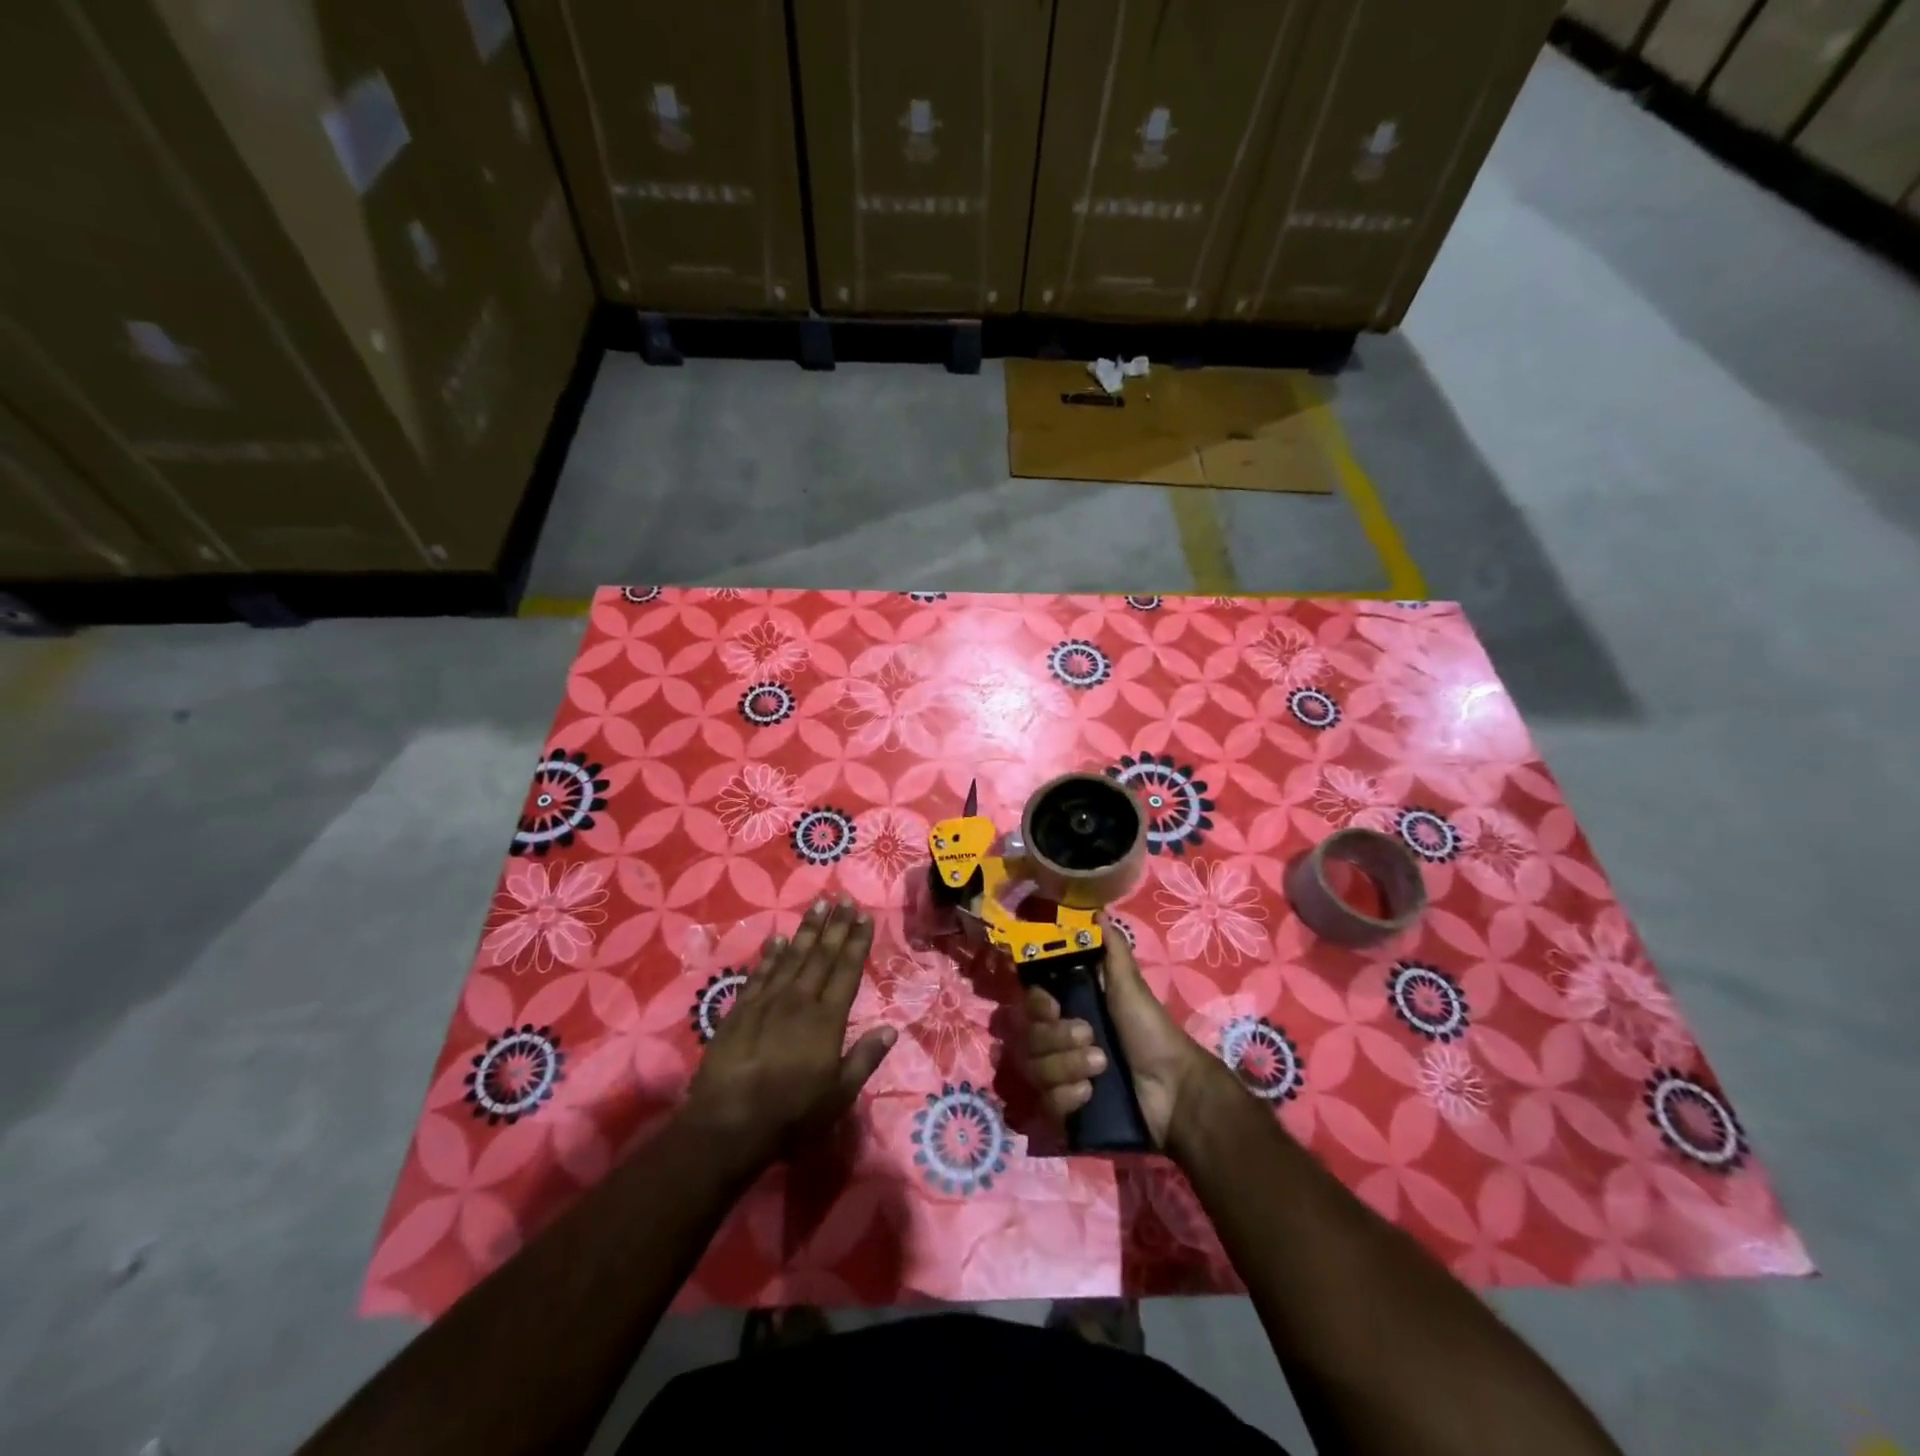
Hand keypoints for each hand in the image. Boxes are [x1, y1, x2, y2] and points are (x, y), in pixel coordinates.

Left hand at [682, 897, 894, 1179]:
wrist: (729, 1123)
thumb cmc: (791, 1114)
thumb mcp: (839, 1095)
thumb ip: (865, 1059)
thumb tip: (891, 1029)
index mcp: (827, 1019)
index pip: (847, 970)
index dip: (857, 942)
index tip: (865, 916)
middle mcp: (799, 1000)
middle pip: (821, 955)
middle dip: (836, 926)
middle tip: (844, 899)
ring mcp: (768, 1001)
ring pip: (792, 956)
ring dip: (807, 929)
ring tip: (819, 905)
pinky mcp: (741, 1009)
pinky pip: (760, 973)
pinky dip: (771, 954)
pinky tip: (778, 938)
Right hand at [1024, 912, 1226, 1148]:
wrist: (1174, 1090)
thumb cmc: (1151, 1032)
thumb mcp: (1129, 986)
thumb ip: (1111, 951)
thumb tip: (1099, 911)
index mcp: (1071, 1011)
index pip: (1032, 1004)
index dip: (1038, 1005)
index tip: (1054, 1006)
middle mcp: (1060, 1043)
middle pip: (1030, 1038)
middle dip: (1059, 1039)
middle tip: (1092, 1039)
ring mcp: (1062, 1078)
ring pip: (1036, 1069)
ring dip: (1068, 1067)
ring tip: (1101, 1068)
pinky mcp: (1067, 1111)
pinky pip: (1047, 1102)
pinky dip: (1068, 1097)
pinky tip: (1091, 1095)